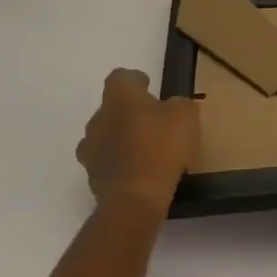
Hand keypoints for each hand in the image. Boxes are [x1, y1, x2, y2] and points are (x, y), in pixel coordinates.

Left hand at [77, 69, 200, 215]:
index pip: (120, 77)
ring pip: (105, 136)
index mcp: (119, 97)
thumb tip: (171, 107)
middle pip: (110, 108)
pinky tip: (140, 172)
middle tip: (152, 121)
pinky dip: (120, 164)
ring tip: (145, 150)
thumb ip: (178, 104)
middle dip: (128, 112)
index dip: (135, 80)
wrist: (135, 199)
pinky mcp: (92, 178)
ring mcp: (91, 150)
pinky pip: (107, 163)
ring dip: (121, 139)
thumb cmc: (161, 147)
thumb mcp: (185, 115)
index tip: (149, 87)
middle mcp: (98, 119)